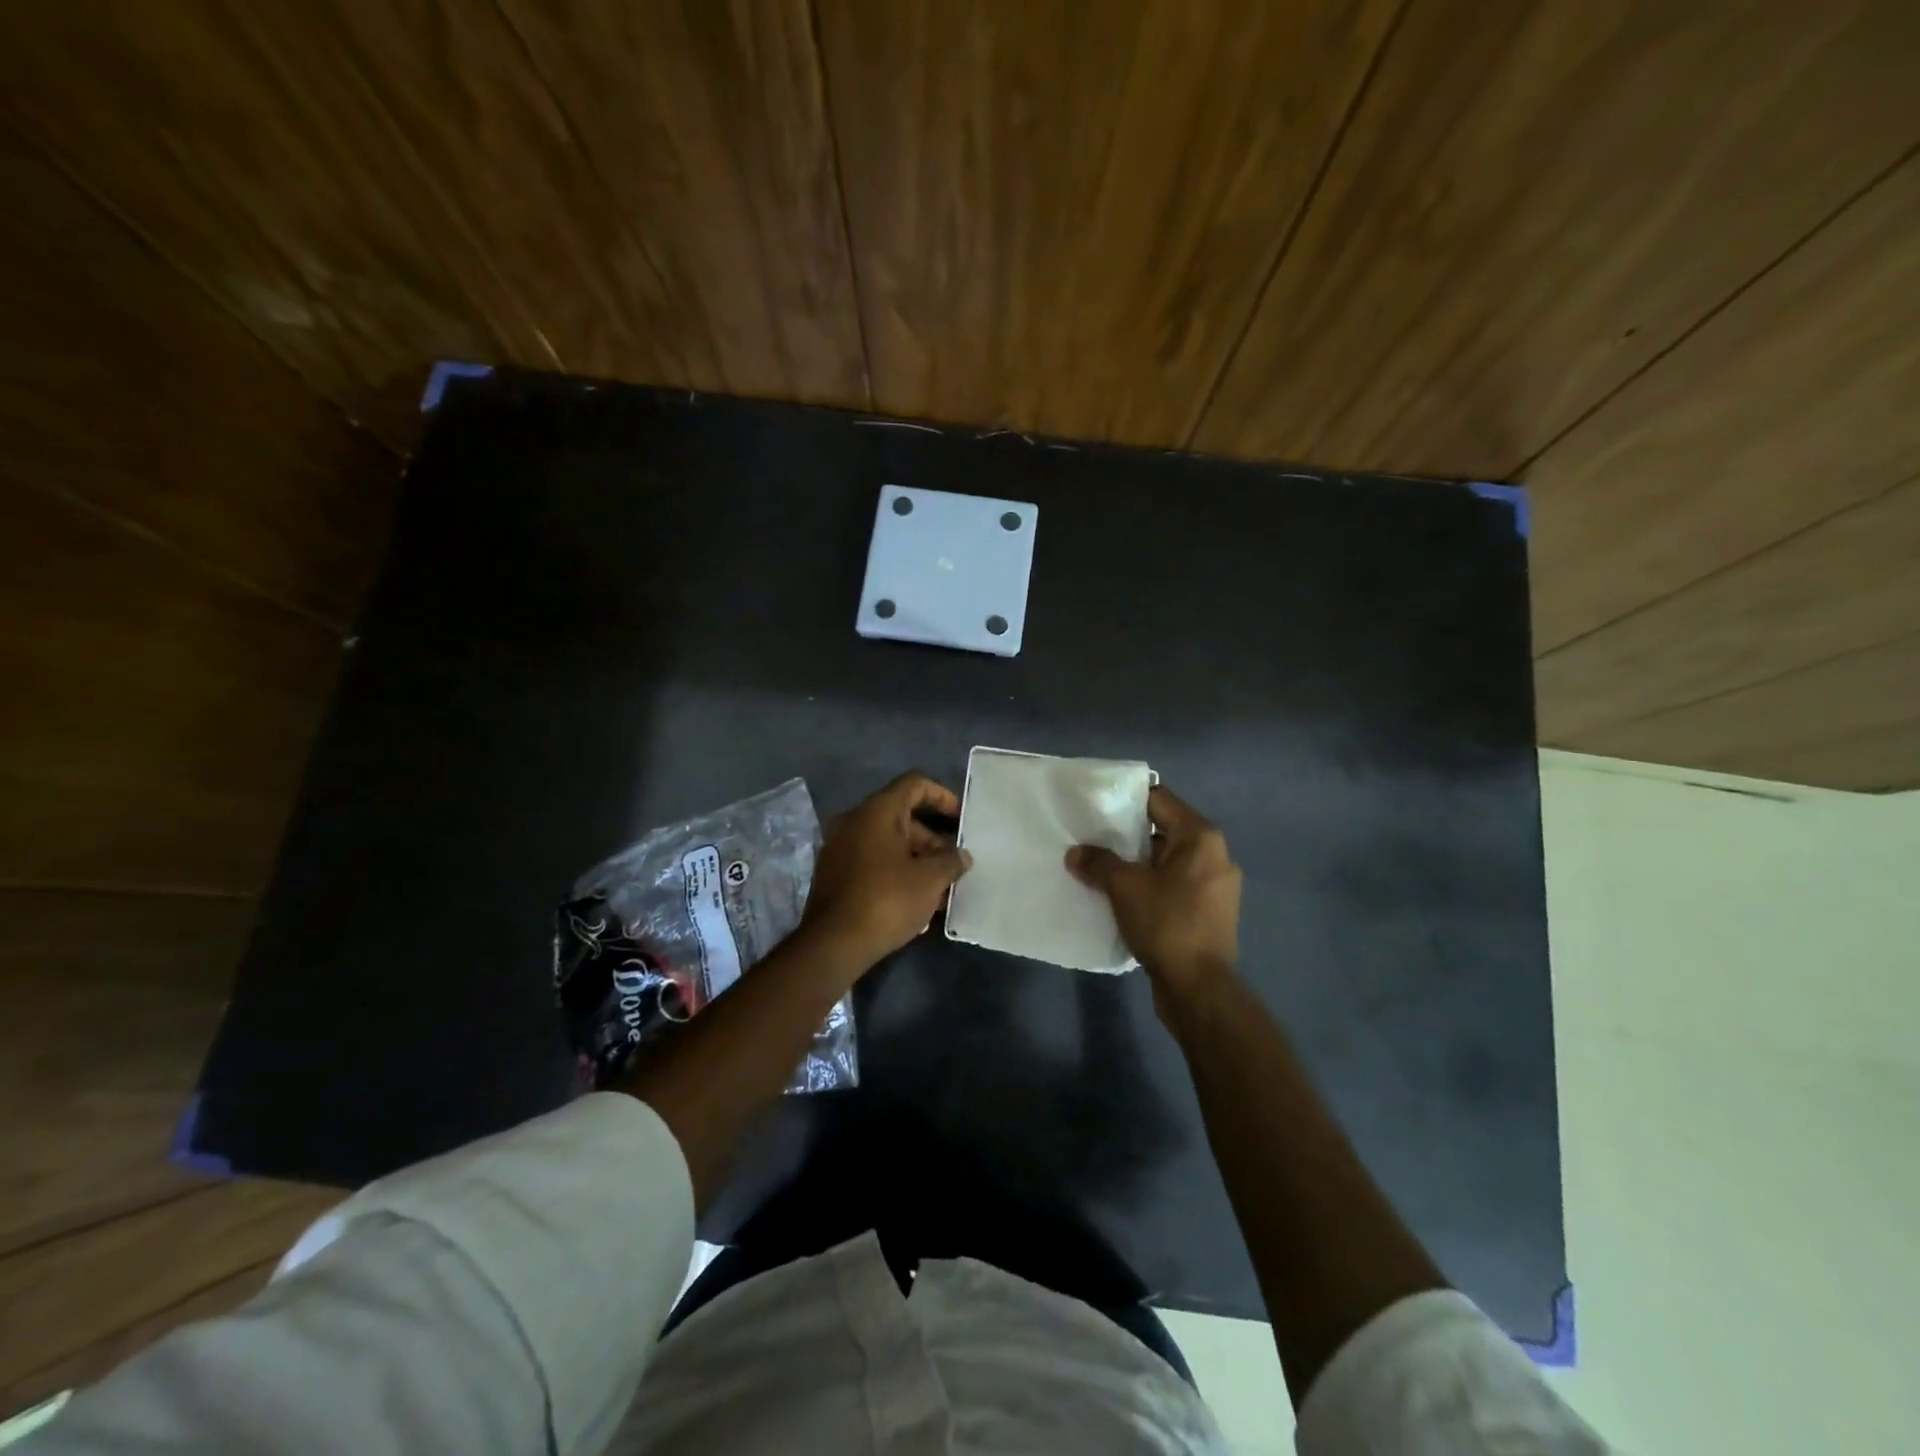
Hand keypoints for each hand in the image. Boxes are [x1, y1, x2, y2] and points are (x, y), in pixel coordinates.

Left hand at [800, 771, 972, 972]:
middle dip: (932, 838)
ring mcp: (840, 846)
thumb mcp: (930, 880)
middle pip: (901, 815)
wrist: (833, 944)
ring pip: (887, 841)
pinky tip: (916, 899)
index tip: (961, 818)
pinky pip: (872, 860)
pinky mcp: (834, 872)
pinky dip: (896, 870)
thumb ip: (951, 861)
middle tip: (954, 863)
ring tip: (941, 887)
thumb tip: (961, 856)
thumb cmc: (886, 901)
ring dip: (916, 858)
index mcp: (877, 811)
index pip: (915, 784)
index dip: (942, 796)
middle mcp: (854, 820)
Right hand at [1066, 784, 1241, 1014]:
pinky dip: (1150, 885)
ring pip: (1167, 861)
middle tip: (1092, 837)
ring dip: (1136, 863)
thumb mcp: (1124, 886)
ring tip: (1101, 867)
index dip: (1125, 800)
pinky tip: (1122, 896)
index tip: (1095, 806)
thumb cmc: (1166, 923)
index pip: (1159, 800)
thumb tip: (1075, 853)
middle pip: (1163, 830)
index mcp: (1201, 837)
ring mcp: (1215, 886)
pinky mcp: (1209, 913)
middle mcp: (1215, 855)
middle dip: (1127, 835)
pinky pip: (1174, 885)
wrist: (1198, 987)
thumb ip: (1098, 862)